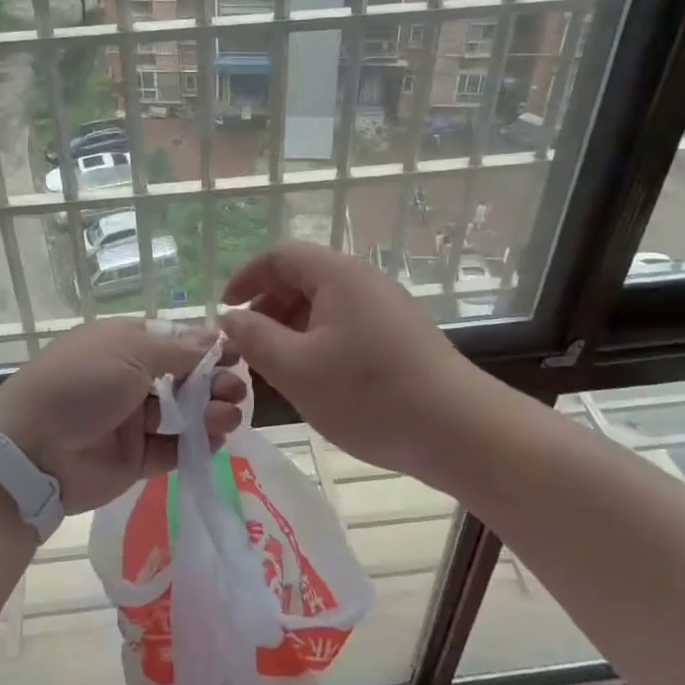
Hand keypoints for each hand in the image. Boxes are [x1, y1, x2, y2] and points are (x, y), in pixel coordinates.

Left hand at [0, 319, 247, 513]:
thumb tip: (216, 336)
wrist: (31, 450)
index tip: (237, 353)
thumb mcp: (129, 352)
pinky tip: (216, 440)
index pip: (174, 341)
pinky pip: (172, 448)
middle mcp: (129, 378)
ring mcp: (131, 419)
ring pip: (181, 413)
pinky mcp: (133, 458)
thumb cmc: (80, 383)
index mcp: (123, 343)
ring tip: (229, 416)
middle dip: (212, 381)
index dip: (205, 347)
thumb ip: (178, 350)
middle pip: (182, 377)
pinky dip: (195, 443)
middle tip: (236, 390)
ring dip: (209, 411)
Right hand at [220, 241, 475, 483]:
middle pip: (302, 277)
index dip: (246, 276)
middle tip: (248, 347)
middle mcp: (363, 280)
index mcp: (337, 274)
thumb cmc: (368, 393)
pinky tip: (318, 379)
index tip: (225, 310)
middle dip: (267, 307)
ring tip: (278, 368)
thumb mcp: (296, 369)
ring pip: (325, 304)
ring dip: (292, 328)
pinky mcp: (401, 334)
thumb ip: (254, 338)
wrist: (459, 429)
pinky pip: (347, 324)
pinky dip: (320, 341)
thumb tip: (230, 317)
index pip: (280, 255)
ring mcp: (387, 307)